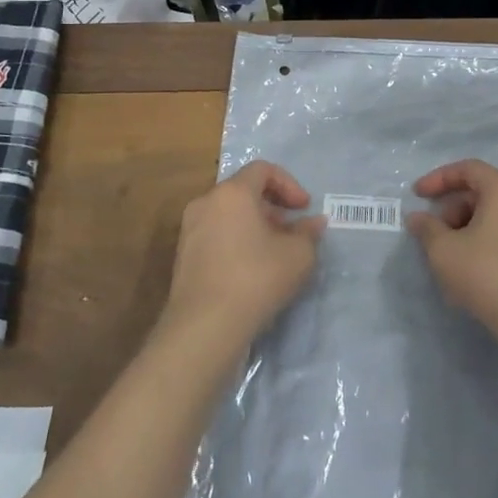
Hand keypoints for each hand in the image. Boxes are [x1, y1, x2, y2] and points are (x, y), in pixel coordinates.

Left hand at [163, 161, 323, 349]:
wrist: (204, 327)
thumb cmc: (256, 279)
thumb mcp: (298, 255)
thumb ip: (308, 233)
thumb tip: (314, 223)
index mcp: (232, 193)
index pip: (262, 169)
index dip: (289, 184)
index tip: (304, 208)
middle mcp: (206, 203)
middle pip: (243, 191)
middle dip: (272, 206)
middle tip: (291, 230)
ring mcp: (189, 230)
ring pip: (228, 214)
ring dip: (254, 225)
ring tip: (274, 251)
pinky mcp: (182, 257)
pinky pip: (215, 235)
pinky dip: (236, 240)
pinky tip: (251, 269)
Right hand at [407, 159, 497, 351]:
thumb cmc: (487, 276)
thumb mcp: (444, 252)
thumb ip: (427, 229)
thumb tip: (418, 218)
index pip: (468, 169)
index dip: (439, 179)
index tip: (418, 195)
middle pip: (486, 192)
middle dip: (455, 207)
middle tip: (437, 233)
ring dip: (474, 226)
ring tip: (457, 255)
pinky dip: (495, 241)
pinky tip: (483, 270)